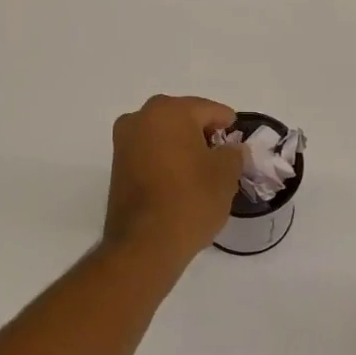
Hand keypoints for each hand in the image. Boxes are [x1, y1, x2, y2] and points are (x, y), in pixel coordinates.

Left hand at [103, 95, 244, 265]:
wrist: (145, 244)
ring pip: (164, 135)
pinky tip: (181, 181)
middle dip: (203, 134)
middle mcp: (140, 118)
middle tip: (222, 157)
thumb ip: (234, 153)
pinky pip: (150, 153)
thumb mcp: (226, 174)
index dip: (228, 125)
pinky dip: (166, 160)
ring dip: (183, 147)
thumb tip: (231, 149)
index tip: (238, 142)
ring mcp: (124, 142)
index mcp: (169, 111)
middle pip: (183, 118)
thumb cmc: (190, 200)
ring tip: (202, 172)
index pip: (209, 110)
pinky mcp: (117, 166)